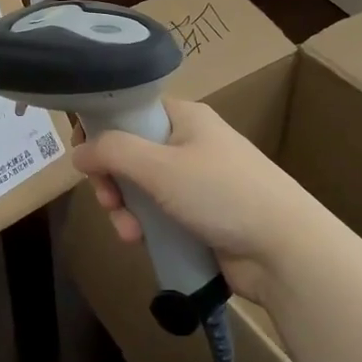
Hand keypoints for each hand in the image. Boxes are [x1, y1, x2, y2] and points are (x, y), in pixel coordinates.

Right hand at [71, 99, 327, 304]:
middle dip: (112, 180)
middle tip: (108, 201)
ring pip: (141, 187)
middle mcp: (189, 143)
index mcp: (185, 117)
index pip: (131, 111)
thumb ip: (113, 152)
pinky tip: (142, 242)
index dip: (103, 129)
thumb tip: (77, 151)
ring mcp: (196, 181)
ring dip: (126, 209)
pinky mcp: (200, 216)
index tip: (84, 156)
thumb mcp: (160, 166)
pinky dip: (146, 226)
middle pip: (131, 152)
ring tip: (129, 232)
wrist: (284, 250)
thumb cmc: (221, 193)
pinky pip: (158, 213)